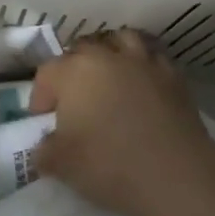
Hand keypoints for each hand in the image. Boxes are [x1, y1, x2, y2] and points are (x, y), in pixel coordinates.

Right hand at [30, 30, 214, 215]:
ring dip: (110, 53)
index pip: (47, 73)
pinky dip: (143, 64)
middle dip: (72, 69)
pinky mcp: (174, 76)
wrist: (174, 175)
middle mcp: (109, 56)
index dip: (40, 96)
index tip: (43, 120)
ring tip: (108, 75)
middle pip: (83, 49)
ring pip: (122, 40)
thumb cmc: (108, 164)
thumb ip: (45, 151)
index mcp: (75, 71)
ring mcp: (145, 62)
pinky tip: (141, 84)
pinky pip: (153, 57)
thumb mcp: (60, 164)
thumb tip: (47, 147)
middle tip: (73, 98)